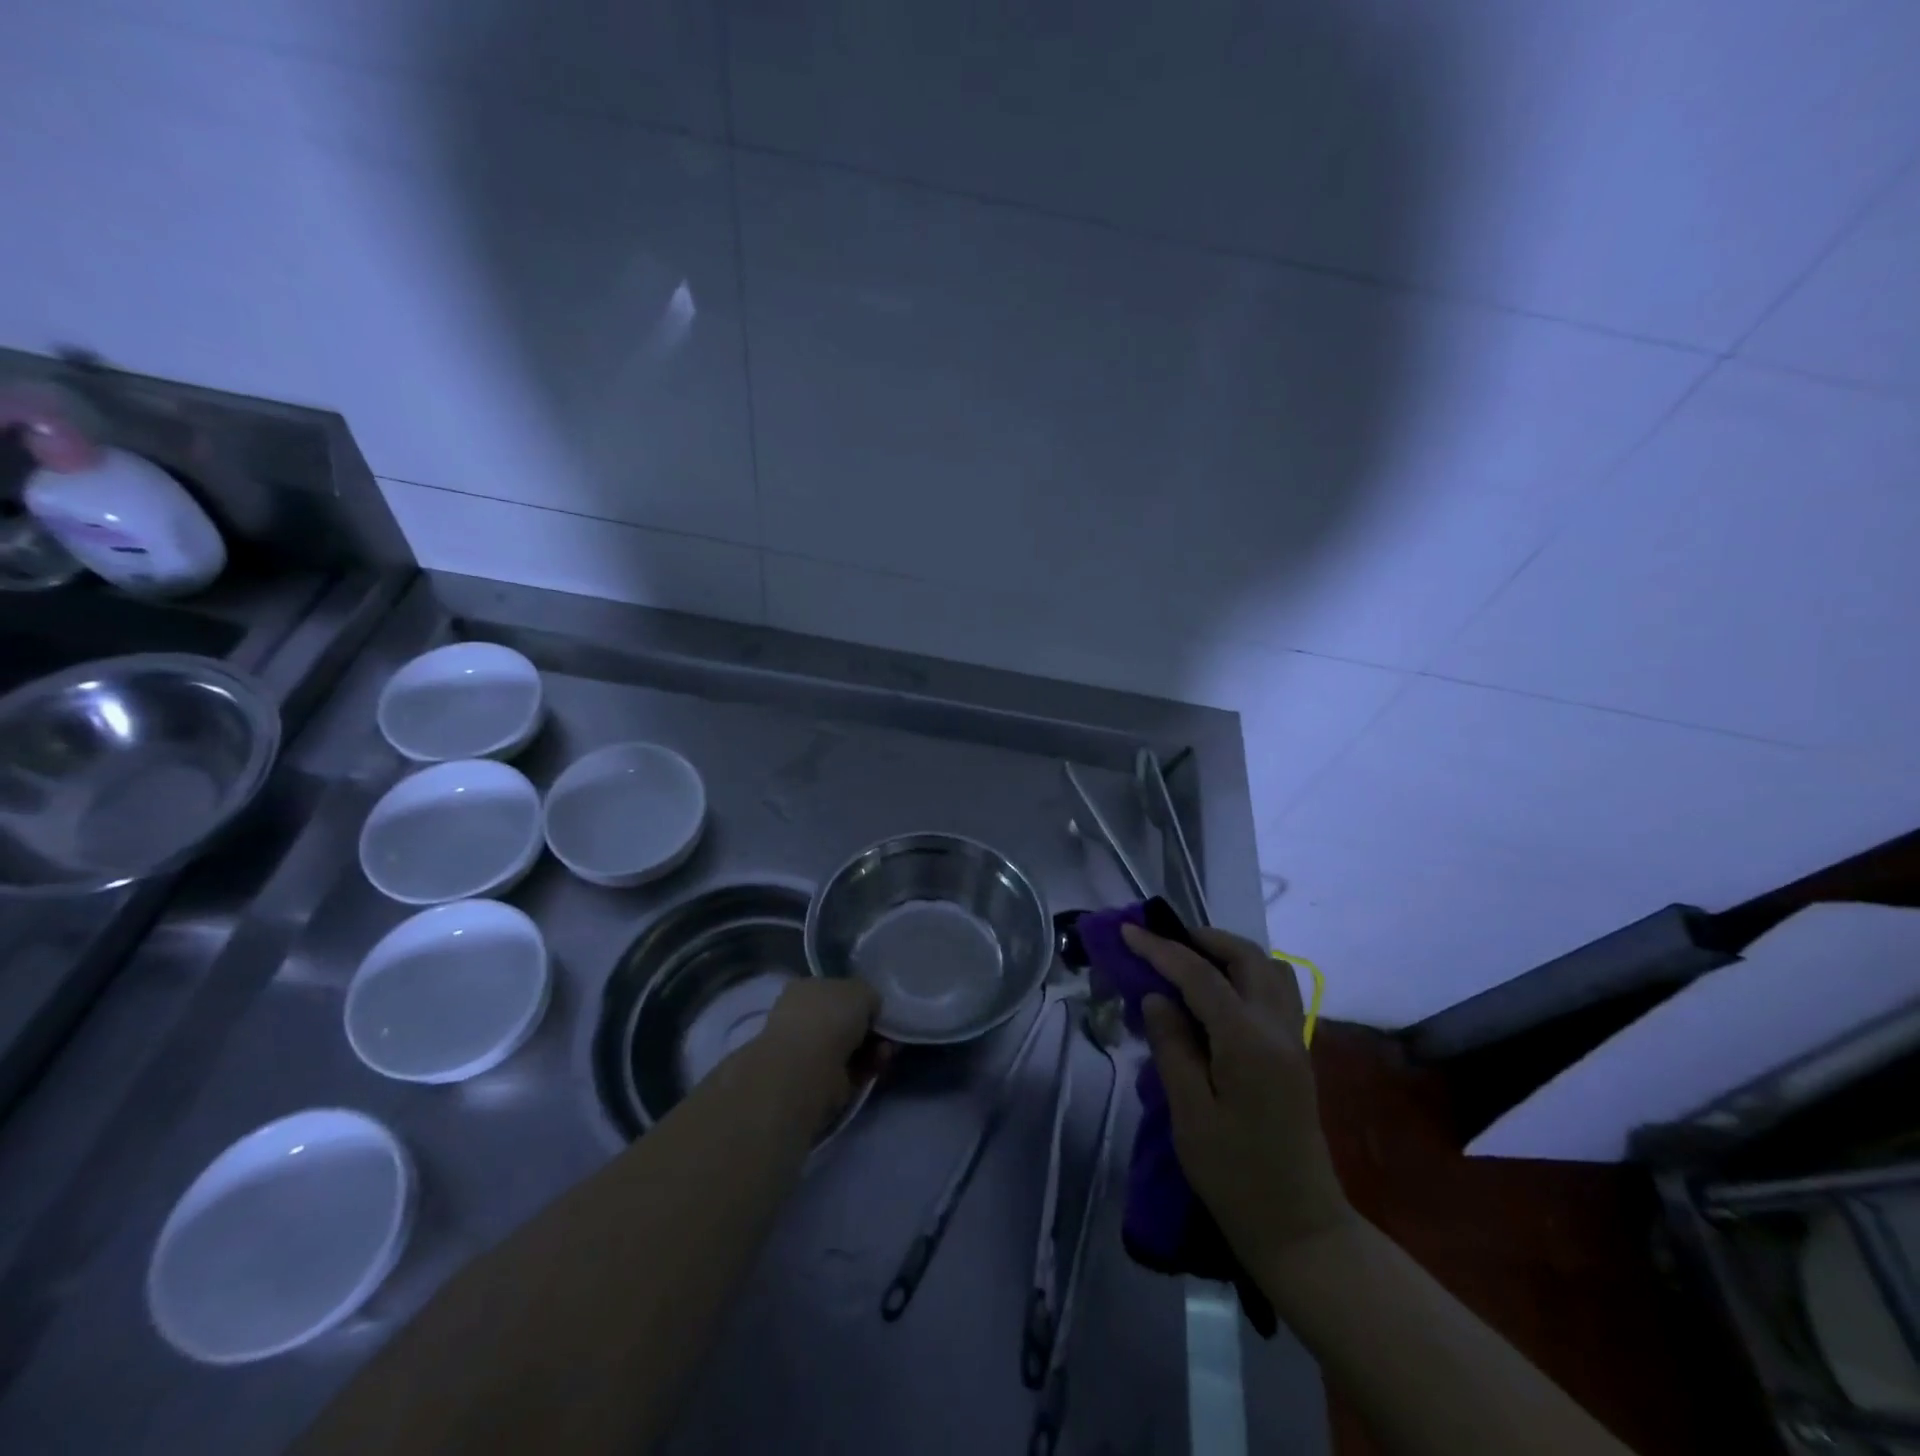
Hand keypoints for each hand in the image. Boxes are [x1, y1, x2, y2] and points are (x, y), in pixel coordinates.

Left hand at [756, 978, 882, 1122]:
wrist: (808, 1067)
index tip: (878, 1009)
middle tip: (887, 1034)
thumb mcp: (861, 989)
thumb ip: (868, 995)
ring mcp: (809, 1051)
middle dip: (870, 1028)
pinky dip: (867, 1067)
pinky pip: (851, 1069)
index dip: (860, 999)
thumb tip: (870, 1009)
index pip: (835, 991)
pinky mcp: (819, 1079)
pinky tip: (878, 1065)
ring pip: (850, 1046)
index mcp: (805, 988)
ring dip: (873, 1048)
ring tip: (886, 1051)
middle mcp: (804, 1018)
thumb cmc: (830, 1016)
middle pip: (845, 1021)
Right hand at [1124, 922, 1352, 1274]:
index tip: (1128, 931)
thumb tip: (1157, 998)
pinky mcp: (1296, 1054)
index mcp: (1248, 1042)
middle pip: (1246, 957)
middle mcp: (1278, 1029)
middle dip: (1202, 939)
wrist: (1301, 1229)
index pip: (1200, 976)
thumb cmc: (1236, 1177)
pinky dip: (1245, 974)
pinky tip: (1216, 993)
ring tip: (1188, 960)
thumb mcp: (1190, 1115)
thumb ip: (1172, 1047)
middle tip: (1161, 940)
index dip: (1161, 950)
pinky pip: (1275, 990)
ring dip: (1229, 953)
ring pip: (1269, 968)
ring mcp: (1294, 1039)